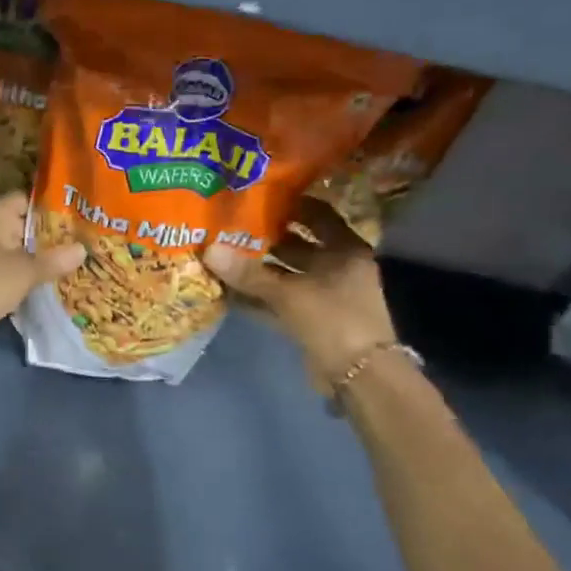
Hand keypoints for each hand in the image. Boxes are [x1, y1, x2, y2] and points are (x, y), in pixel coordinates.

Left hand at [0, 193, 85, 362]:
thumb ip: (55, 260)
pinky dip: (13, 272)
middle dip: (45, 238)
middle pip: (18, 223)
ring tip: (63, 268)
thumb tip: (82, 249)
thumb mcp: (26, 272)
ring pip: (8, 247)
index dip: (53, 210)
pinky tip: (35, 285)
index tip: (77, 224)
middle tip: (77, 248)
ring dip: (30, 257)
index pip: (27, 200)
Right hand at [202, 196, 396, 396]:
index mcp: (345, 250)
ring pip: (287, 274)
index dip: (292, 204)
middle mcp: (338, 267)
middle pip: (299, 245)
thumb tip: (210, 250)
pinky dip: (259, 296)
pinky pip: (281, 301)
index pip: (318, 215)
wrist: (360, 375)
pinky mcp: (312, 319)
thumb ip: (249, 274)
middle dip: (267, 238)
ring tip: (223, 255)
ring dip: (259, 269)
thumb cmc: (334, 319)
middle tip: (231, 226)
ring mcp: (325, 295)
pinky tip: (230, 291)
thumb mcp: (289, 293)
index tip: (260, 196)